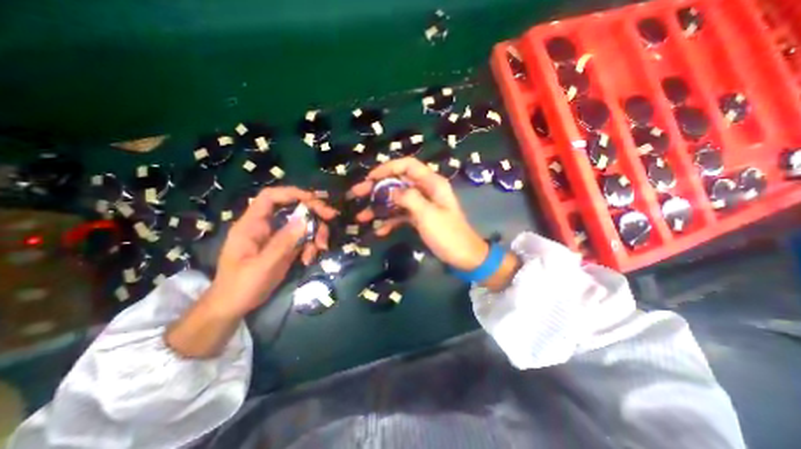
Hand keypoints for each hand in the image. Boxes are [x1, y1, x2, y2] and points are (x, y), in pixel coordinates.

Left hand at [207, 186, 335, 318]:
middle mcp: (266, 226)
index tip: (315, 200)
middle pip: (293, 208)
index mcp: (252, 224)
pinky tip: (310, 259)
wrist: (234, 306)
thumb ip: (284, 242)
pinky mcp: (285, 246)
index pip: (270, 197)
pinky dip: (311, 246)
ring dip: (315, 233)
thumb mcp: (263, 265)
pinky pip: (304, 238)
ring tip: (320, 249)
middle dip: (313, 213)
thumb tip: (305, 220)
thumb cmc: (241, 286)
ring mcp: (277, 236)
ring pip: (302, 224)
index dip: (292, 193)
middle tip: (331, 218)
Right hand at [352, 158, 487, 269]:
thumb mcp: (428, 215)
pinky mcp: (419, 218)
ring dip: (380, 206)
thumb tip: (389, 191)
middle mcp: (426, 190)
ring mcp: (422, 205)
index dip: (388, 168)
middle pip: (398, 182)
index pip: (408, 165)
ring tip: (362, 216)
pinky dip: (390, 221)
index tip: (370, 178)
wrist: (464, 257)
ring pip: (397, 199)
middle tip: (357, 193)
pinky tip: (379, 230)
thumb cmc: (448, 235)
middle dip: (377, 187)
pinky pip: (401, 215)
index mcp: (432, 183)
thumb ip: (409, 198)